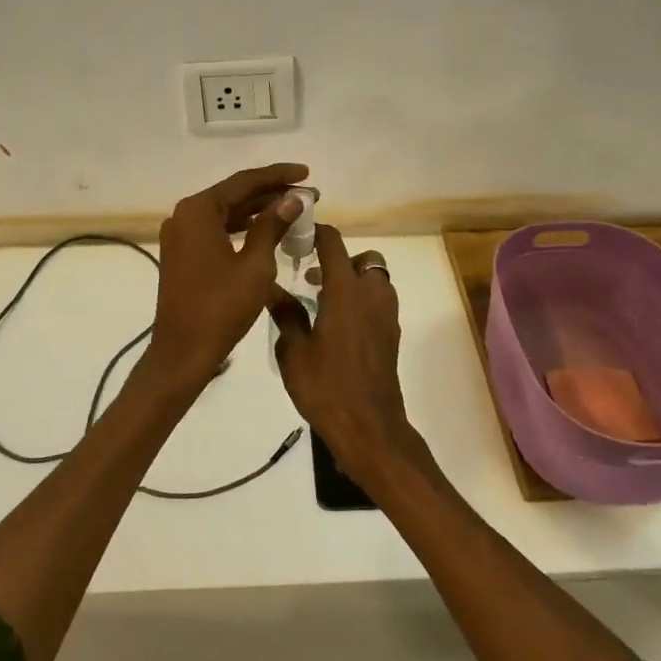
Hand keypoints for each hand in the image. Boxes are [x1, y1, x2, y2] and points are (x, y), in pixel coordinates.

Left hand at [144, 162, 310, 389]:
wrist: (183, 352)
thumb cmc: (221, 307)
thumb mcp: (255, 265)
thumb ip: (272, 226)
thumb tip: (292, 200)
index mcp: (198, 211)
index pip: (244, 182)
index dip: (278, 176)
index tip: (307, 173)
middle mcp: (185, 215)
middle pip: (234, 194)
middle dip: (271, 193)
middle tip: (308, 195)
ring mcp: (181, 235)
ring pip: (226, 212)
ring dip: (258, 211)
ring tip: (294, 210)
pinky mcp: (183, 254)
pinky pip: (217, 230)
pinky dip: (242, 228)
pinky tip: (268, 230)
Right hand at [269, 225, 420, 483]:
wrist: (369, 428)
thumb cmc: (326, 387)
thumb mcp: (293, 351)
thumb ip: (285, 314)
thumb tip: (270, 287)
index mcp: (346, 291)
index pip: (334, 243)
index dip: (318, 232)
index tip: (299, 233)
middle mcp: (371, 295)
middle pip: (364, 259)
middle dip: (340, 261)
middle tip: (314, 278)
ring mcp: (386, 316)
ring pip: (375, 281)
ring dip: (354, 281)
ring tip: (323, 302)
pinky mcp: (390, 335)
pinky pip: (378, 303)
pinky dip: (361, 302)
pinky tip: (337, 326)